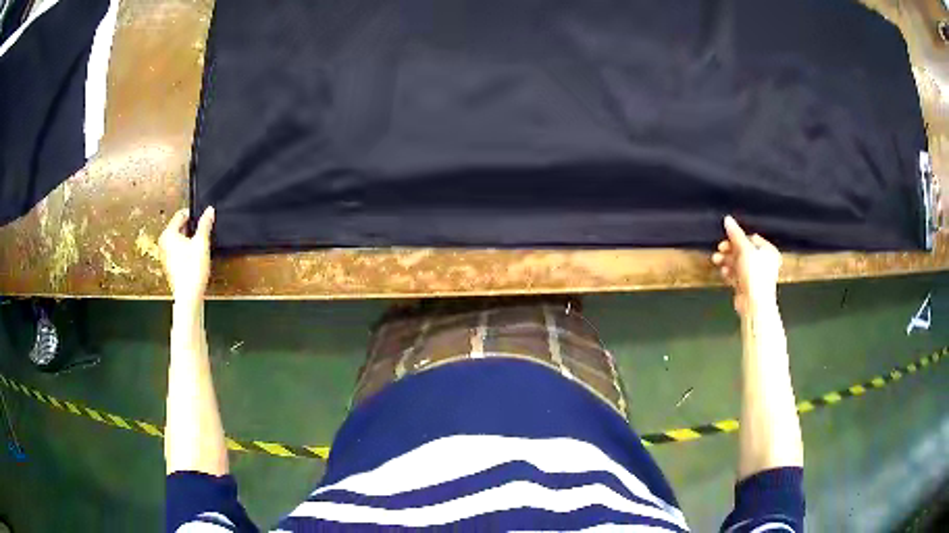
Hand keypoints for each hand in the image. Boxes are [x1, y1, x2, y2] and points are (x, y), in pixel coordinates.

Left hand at [159, 207, 214, 305]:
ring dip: (189, 240)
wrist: (188, 297)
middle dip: (192, 229)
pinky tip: (194, 259)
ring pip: (179, 240)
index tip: (204, 221)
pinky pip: (177, 251)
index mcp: (168, 234)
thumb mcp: (202, 243)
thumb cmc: (192, 270)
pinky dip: (186, 251)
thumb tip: (209, 210)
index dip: (194, 216)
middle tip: (203, 235)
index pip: (181, 214)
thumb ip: (205, 224)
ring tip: (200, 248)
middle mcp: (163, 243)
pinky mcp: (169, 266)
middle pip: (179, 227)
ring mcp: (165, 256)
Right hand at [712, 215, 780, 314]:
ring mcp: (756, 275)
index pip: (751, 238)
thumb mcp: (744, 249)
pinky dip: (730, 272)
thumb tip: (727, 219)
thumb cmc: (754, 274)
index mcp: (768, 251)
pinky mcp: (747, 286)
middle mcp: (764, 262)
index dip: (738, 238)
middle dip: (730, 250)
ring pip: (739, 263)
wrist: (754, 304)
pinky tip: (724, 272)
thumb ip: (735, 234)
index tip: (726, 239)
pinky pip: (737, 275)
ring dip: (727, 261)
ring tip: (716, 260)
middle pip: (744, 251)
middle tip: (719, 249)